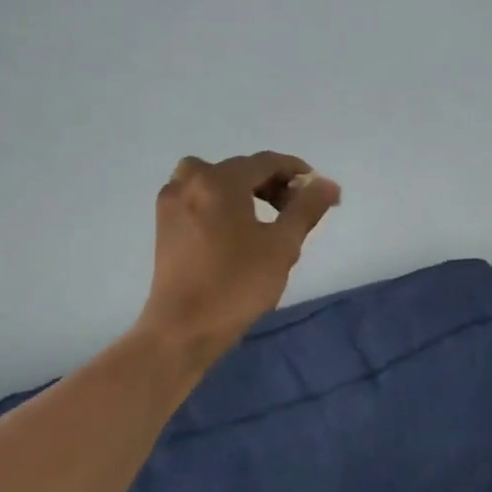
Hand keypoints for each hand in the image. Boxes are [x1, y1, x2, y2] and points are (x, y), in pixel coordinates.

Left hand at [137, 152, 341, 359]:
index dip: (298, 173)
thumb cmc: (237, 284)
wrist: (183, 329)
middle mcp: (190, 181)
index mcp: (220, 181)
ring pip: (217, 181)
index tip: (320, 192)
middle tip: (297, 211)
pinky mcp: (164, 225)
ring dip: (246, 191)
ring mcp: (172, 202)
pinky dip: (222, 202)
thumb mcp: (282, 245)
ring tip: (267, 220)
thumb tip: (327, 184)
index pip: (267, 162)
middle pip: (241, 169)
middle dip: (274, 184)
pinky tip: (237, 230)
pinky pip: (200, 197)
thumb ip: (307, 208)